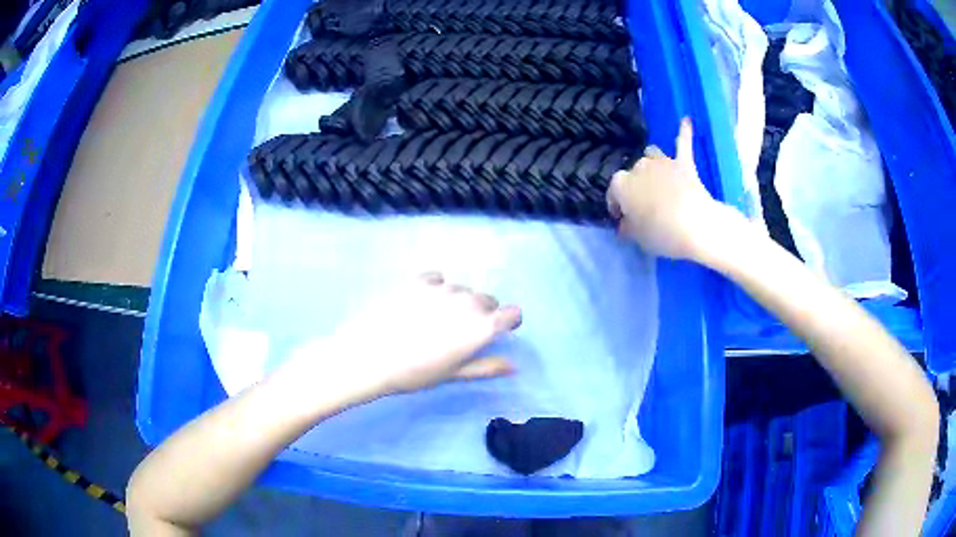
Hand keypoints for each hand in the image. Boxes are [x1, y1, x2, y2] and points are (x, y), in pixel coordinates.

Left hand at [313, 273, 521, 396]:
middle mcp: (468, 302)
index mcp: (481, 327)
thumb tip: (513, 366)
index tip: (497, 330)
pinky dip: (436, 288)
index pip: (512, 313)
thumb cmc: (414, 373)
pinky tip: (419, 304)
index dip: (507, 321)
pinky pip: (438, 279)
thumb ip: (486, 366)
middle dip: (481, 313)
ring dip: (457, 301)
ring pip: (462, 290)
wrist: (369, 355)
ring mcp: (443, 288)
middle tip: (458, 332)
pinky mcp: (419, 280)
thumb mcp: (453, 374)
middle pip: (487, 300)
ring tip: (432, 320)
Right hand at [607, 119, 745, 260]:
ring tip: (657, 177)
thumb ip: (629, 227)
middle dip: (636, 186)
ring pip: (652, 154)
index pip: (613, 193)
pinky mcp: (684, 163)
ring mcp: (662, 162)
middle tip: (644, 205)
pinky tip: (686, 120)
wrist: (695, 225)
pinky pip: (683, 143)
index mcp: (621, 184)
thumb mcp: (637, 237)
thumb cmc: (660, 233)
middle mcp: (638, 166)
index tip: (622, 219)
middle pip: (633, 173)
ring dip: (652, 164)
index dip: (617, 207)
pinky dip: (684, 132)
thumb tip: (626, 224)